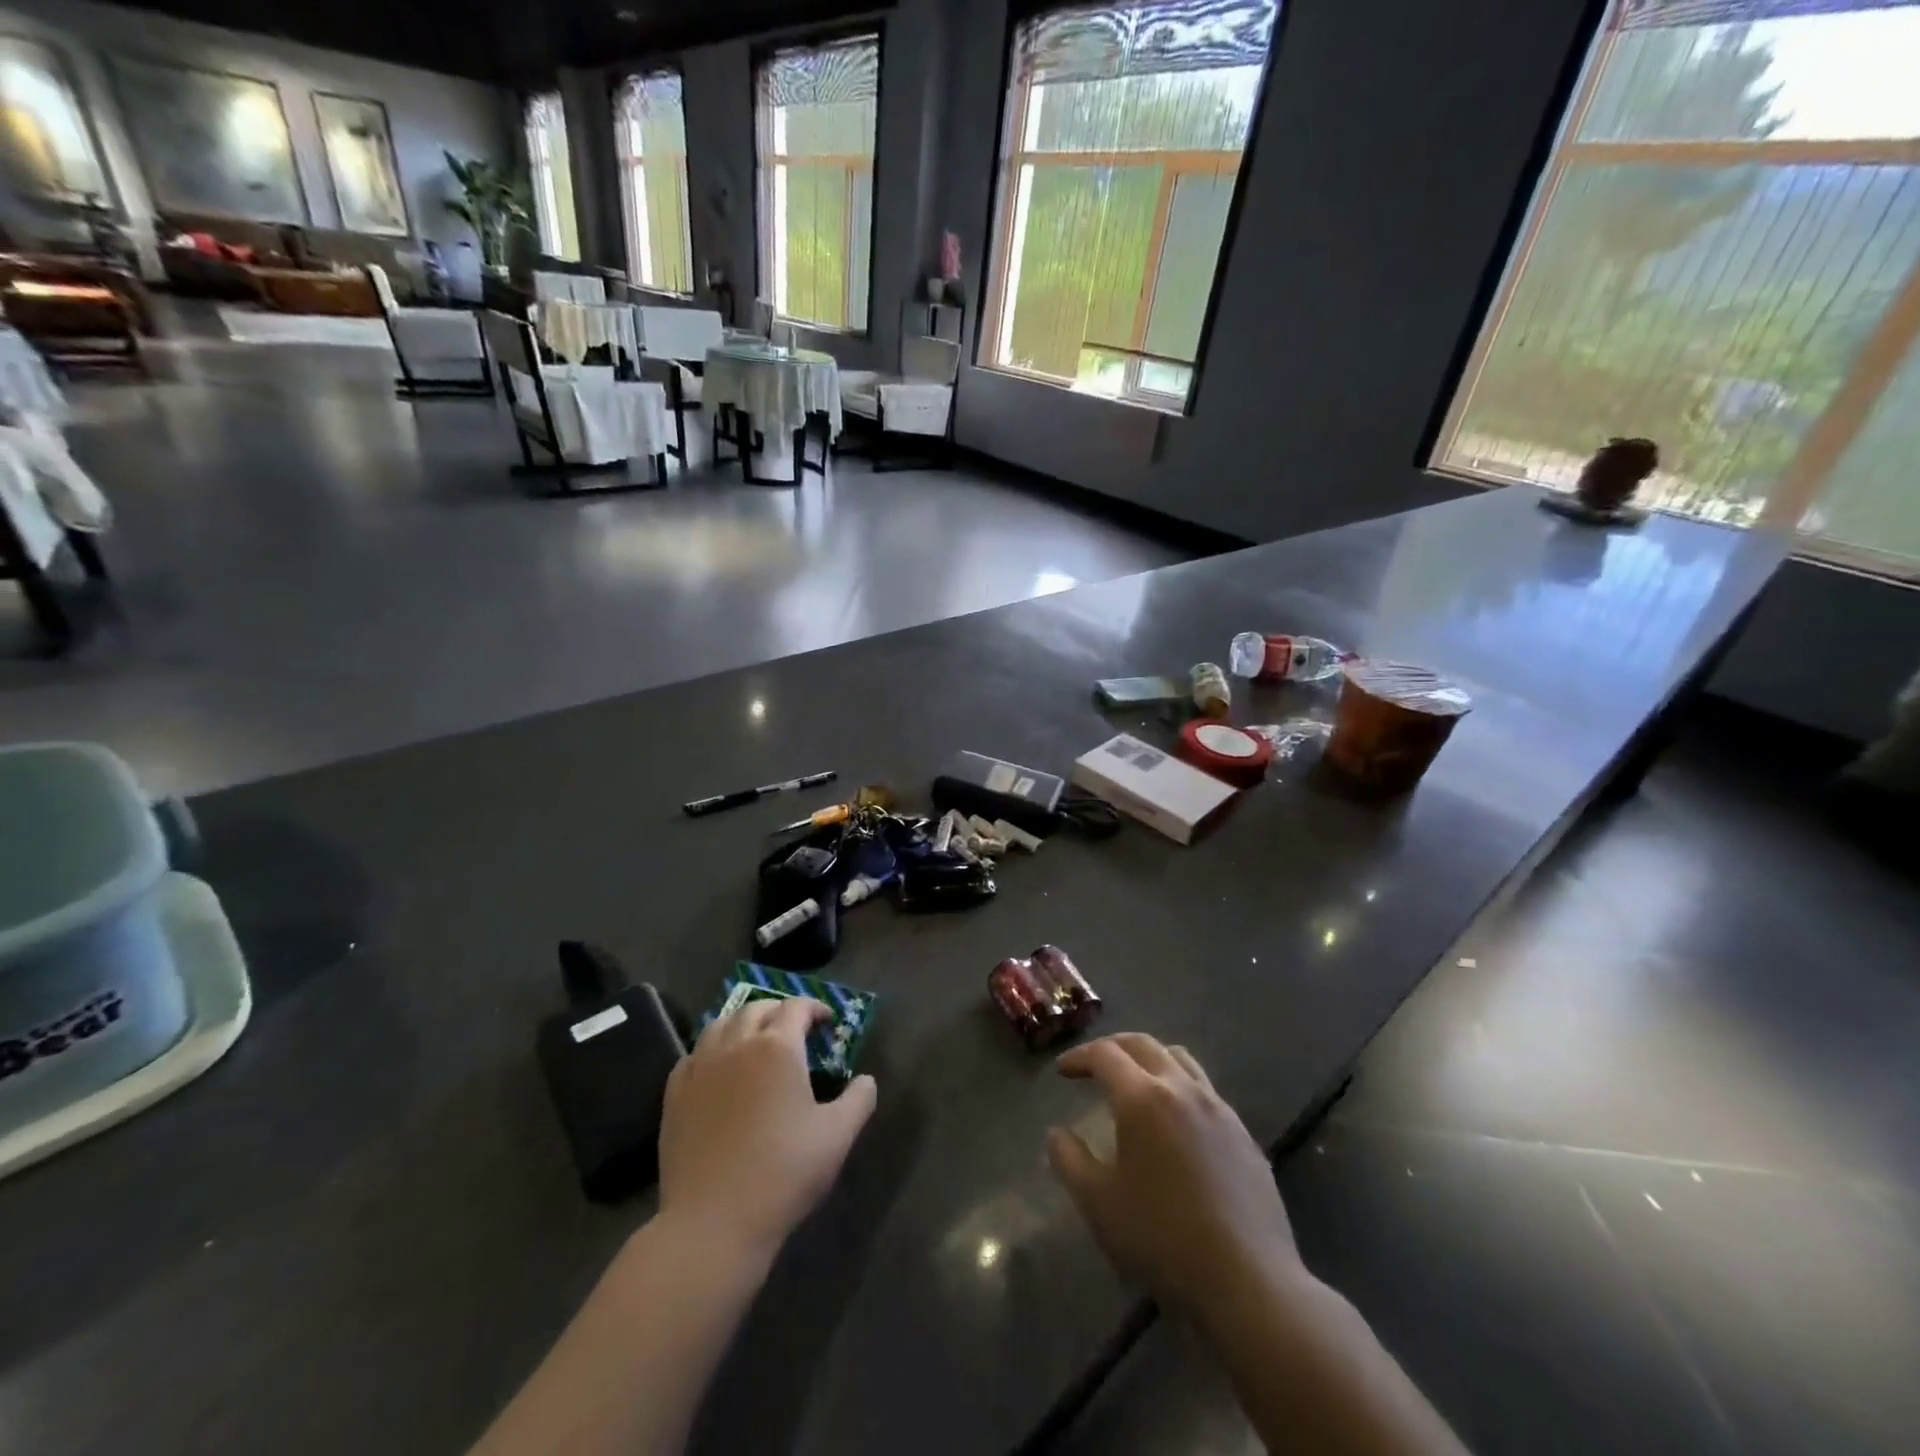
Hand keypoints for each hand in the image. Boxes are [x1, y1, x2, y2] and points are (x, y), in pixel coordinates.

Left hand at [658, 997, 875, 1264]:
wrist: (713, 1222)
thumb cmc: (783, 1172)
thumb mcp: (838, 1136)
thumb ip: (859, 1099)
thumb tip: (866, 1080)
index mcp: (778, 1047)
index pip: (797, 1008)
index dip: (815, 1008)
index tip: (827, 1022)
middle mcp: (736, 1044)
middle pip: (757, 1008)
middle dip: (779, 1011)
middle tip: (795, 1029)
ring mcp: (700, 1067)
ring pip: (720, 1023)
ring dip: (742, 1022)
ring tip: (755, 1039)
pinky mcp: (674, 1094)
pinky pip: (693, 1054)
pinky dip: (711, 1049)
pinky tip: (718, 1068)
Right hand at [1047, 1034, 1299, 1312]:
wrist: (1249, 1283)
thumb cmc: (1163, 1239)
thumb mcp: (1099, 1204)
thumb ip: (1069, 1161)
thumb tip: (1056, 1134)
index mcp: (1143, 1099)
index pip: (1105, 1055)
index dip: (1080, 1057)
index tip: (1063, 1071)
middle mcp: (1182, 1089)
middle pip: (1144, 1045)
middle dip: (1114, 1047)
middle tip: (1094, 1064)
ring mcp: (1219, 1109)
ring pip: (1180, 1059)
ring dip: (1151, 1059)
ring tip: (1136, 1082)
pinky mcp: (1244, 1134)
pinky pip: (1206, 1091)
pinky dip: (1180, 1088)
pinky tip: (1176, 1123)